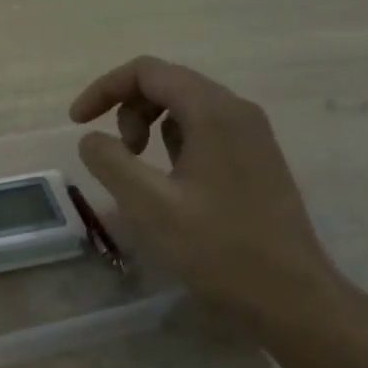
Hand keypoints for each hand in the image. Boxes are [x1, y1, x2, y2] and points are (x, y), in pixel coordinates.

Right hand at [69, 56, 362, 348]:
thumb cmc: (218, 249)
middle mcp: (238, 110)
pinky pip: (206, 130)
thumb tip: (91, 138)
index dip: (104, 89)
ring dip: (151, 125)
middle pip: (168, 82)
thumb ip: (110, 162)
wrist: (290, 296)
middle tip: (118, 154)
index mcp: (213, 111)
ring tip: (141, 171)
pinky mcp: (257, 158)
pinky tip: (172, 182)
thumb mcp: (149, 205)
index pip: (147, 71)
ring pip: (187, 106)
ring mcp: (253, 134)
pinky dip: (175, 141)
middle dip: (127, 109)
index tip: (77, 123)